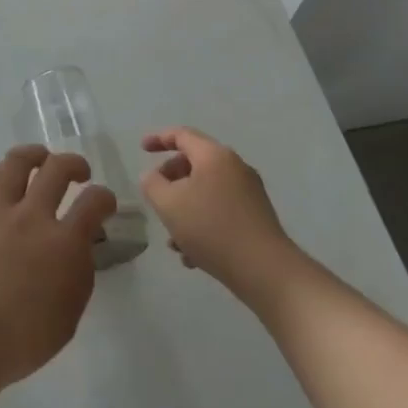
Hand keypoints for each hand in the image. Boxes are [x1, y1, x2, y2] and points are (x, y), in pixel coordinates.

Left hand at [0, 145, 116, 398]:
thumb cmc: (20, 342)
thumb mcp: (68, 318)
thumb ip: (78, 275)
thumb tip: (78, 248)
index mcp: (63, 244)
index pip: (94, 203)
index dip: (106, 198)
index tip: (106, 203)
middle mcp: (32, 217)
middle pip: (57, 168)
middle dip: (74, 163)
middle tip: (79, 173)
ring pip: (17, 162)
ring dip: (35, 154)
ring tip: (41, 159)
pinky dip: (2, 172)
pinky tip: (6, 178)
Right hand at [141, 127, 294, 301]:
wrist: (266, 271)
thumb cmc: (212, 229)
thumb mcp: (169, 204)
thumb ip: (152, 184)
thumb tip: (153, 176)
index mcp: (214, 155)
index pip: (182, 135)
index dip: (159, 139)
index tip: (142, 149)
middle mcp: (235, 167)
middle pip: (194, 163)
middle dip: (171, 181)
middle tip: (157, 200)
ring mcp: (249, 192)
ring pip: (206, 191)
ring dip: (185, 209)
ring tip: (173, 240)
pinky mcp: (257, 217)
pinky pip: (221, 210)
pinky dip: (203, 223)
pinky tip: (193, 256)